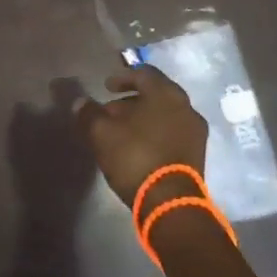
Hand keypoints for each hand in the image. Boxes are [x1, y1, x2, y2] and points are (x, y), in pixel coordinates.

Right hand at [75, 65, 208, 207]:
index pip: (144, 73)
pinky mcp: (197, 154)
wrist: (170, 202)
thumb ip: (89, 113)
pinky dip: (155, 133)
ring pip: (165, 115)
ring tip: (121, 132)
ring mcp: (195, 131)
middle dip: (131, 101)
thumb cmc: (135, 157)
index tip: (106, 87)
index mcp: (166, 93)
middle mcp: (186, 107)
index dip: (122, 77)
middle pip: (156, 95)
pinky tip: (138, 147)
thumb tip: (79, 102)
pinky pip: (172, 133)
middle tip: (110, 111)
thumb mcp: (102, 133)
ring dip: (143, 118)